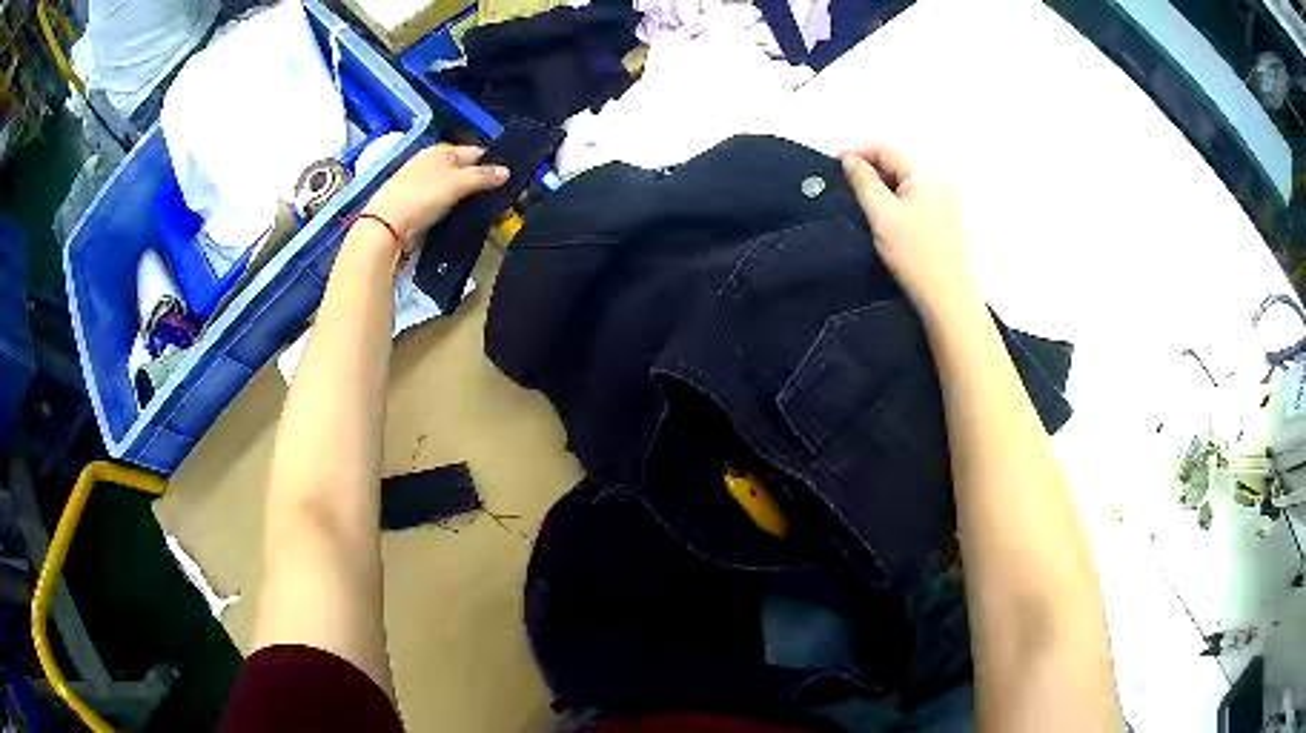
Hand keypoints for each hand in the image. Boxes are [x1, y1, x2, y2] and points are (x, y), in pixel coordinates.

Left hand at [362, 144, 508, 247]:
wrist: (386, 228)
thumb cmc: (421, 197)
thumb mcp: (457, 182)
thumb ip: (483, 176)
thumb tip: (506, 172)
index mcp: (440, 151)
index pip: (476, 153)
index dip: (494, 165)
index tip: (511, 182)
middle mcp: (432, 166)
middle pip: (467, 173)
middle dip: (485, 186)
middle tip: (505, 203)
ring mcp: (424, 188)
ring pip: (457, 192)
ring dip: (472, 202)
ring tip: (491, 215)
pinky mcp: (419, 209)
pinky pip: (446, 208)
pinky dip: (458, 213)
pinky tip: (468, 222)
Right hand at [840, 145, 973, 317]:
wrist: (944, 296)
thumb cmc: (914, 255)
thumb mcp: (881, 214)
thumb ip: (863, 181)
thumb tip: (850, 160)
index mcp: (927, 176)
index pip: (887, 150)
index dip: (858, 152)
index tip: (833, 164)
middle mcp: (939, 182)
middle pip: (897, 164)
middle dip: (869, 169)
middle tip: (843, 184)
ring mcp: (944, 201)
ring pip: (904, 182)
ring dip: (881, 185)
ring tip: (859, 200)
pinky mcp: (943, 219)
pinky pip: (913, 198)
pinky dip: (894, 199)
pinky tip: (881, 215)